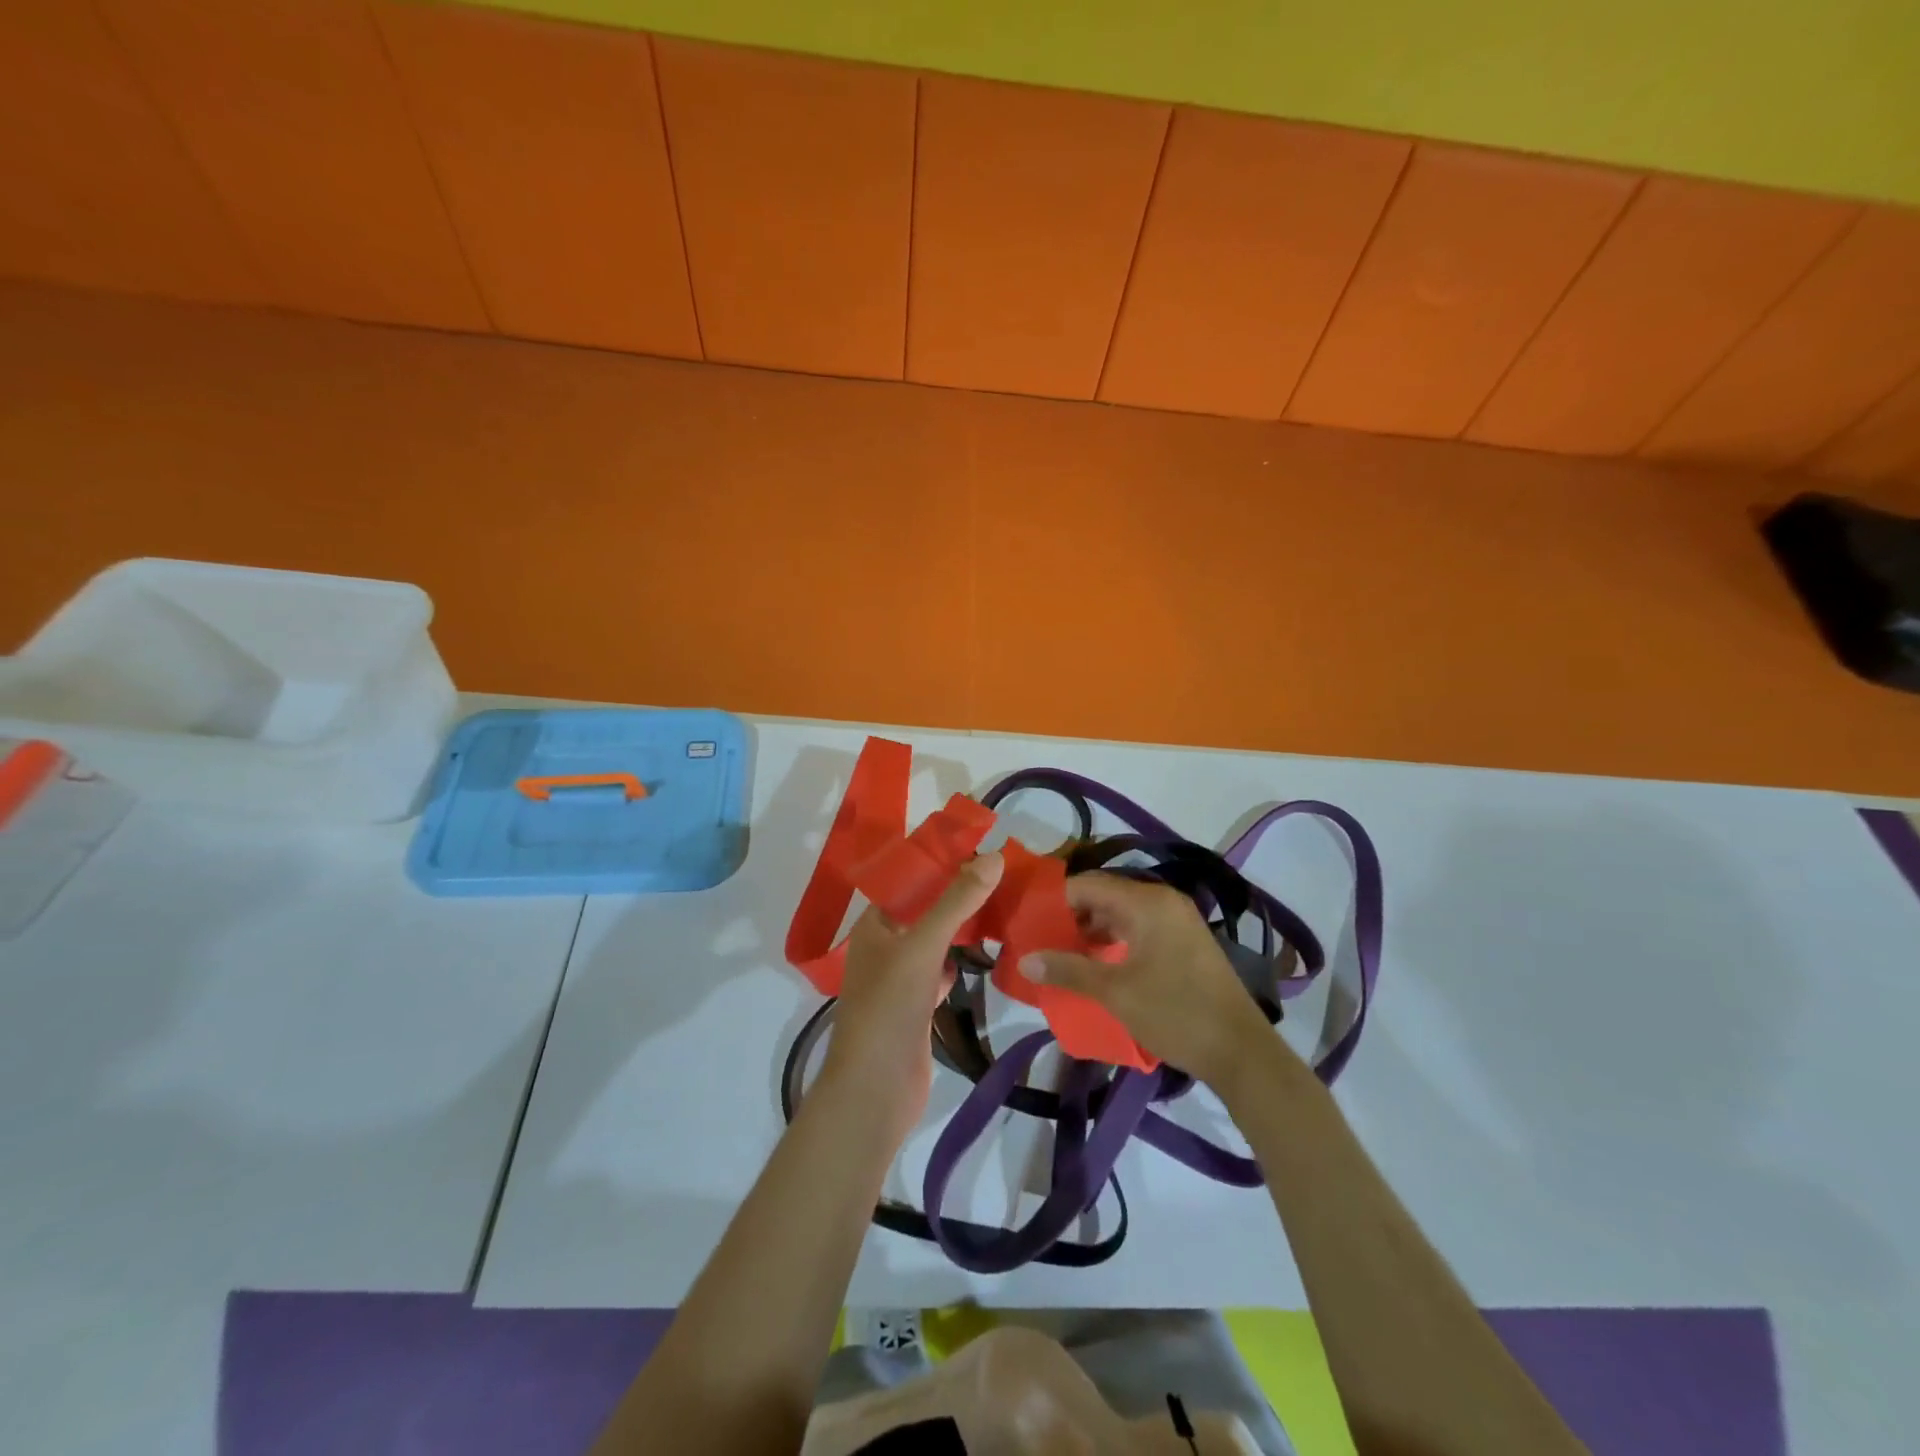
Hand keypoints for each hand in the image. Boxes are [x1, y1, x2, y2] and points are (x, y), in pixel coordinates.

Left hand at [819, 852, 1003, 1137]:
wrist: (875, 1090)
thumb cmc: (889, 1008)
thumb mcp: (923, 946)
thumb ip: (957, 902)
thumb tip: (994, 856)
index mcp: (874, 925)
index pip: (909, 881)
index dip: (942, 864)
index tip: (982, 850)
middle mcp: (883, 946)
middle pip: (924, 910)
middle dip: (957, 895)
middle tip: (1001, 876)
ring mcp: (899, 979)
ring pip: (934, 942)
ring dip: (960, 928)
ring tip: (1000, 906)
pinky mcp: (916, 1007)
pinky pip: (940, 972)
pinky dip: (959, 963)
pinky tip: (985, 954)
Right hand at [1021, 872, 1275, 1088]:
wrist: (1240, 1051)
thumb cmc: (1175, 1013)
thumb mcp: (1114, 992)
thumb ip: (1068, 969)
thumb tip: (1025, 958)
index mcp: (1146, 902)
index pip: (1087, 884)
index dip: (1054, 901)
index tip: (1028, 921)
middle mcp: (1163, 901)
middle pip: (1104, 896)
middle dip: (1070, 917)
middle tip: (1039, 939)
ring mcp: (1177, 920)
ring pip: (1121, 913)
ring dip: (1091, 931)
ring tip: (1061, 955)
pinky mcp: (1184, 942)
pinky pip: (1138, 928)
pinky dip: (1114, 941)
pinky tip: (1095, 964)